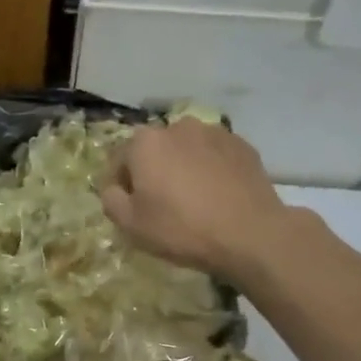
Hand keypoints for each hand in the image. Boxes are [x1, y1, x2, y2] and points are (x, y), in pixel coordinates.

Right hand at [101, 120, 296, 285]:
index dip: (120, 184)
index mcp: (145, 143)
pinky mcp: (242, 145)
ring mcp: (214, 133)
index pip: (119, 159)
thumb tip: (114, 187)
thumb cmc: (181, 229)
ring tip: (192, 199)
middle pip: (154, 150)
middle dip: (153, 171)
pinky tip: (216, 196)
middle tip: (161, 204)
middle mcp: (177, 127)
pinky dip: (209, 170)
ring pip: (186, 150)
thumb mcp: (131, 225)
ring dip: (182, 168)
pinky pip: (214, 156)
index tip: (129, 207)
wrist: (249, 233)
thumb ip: (111, 199)